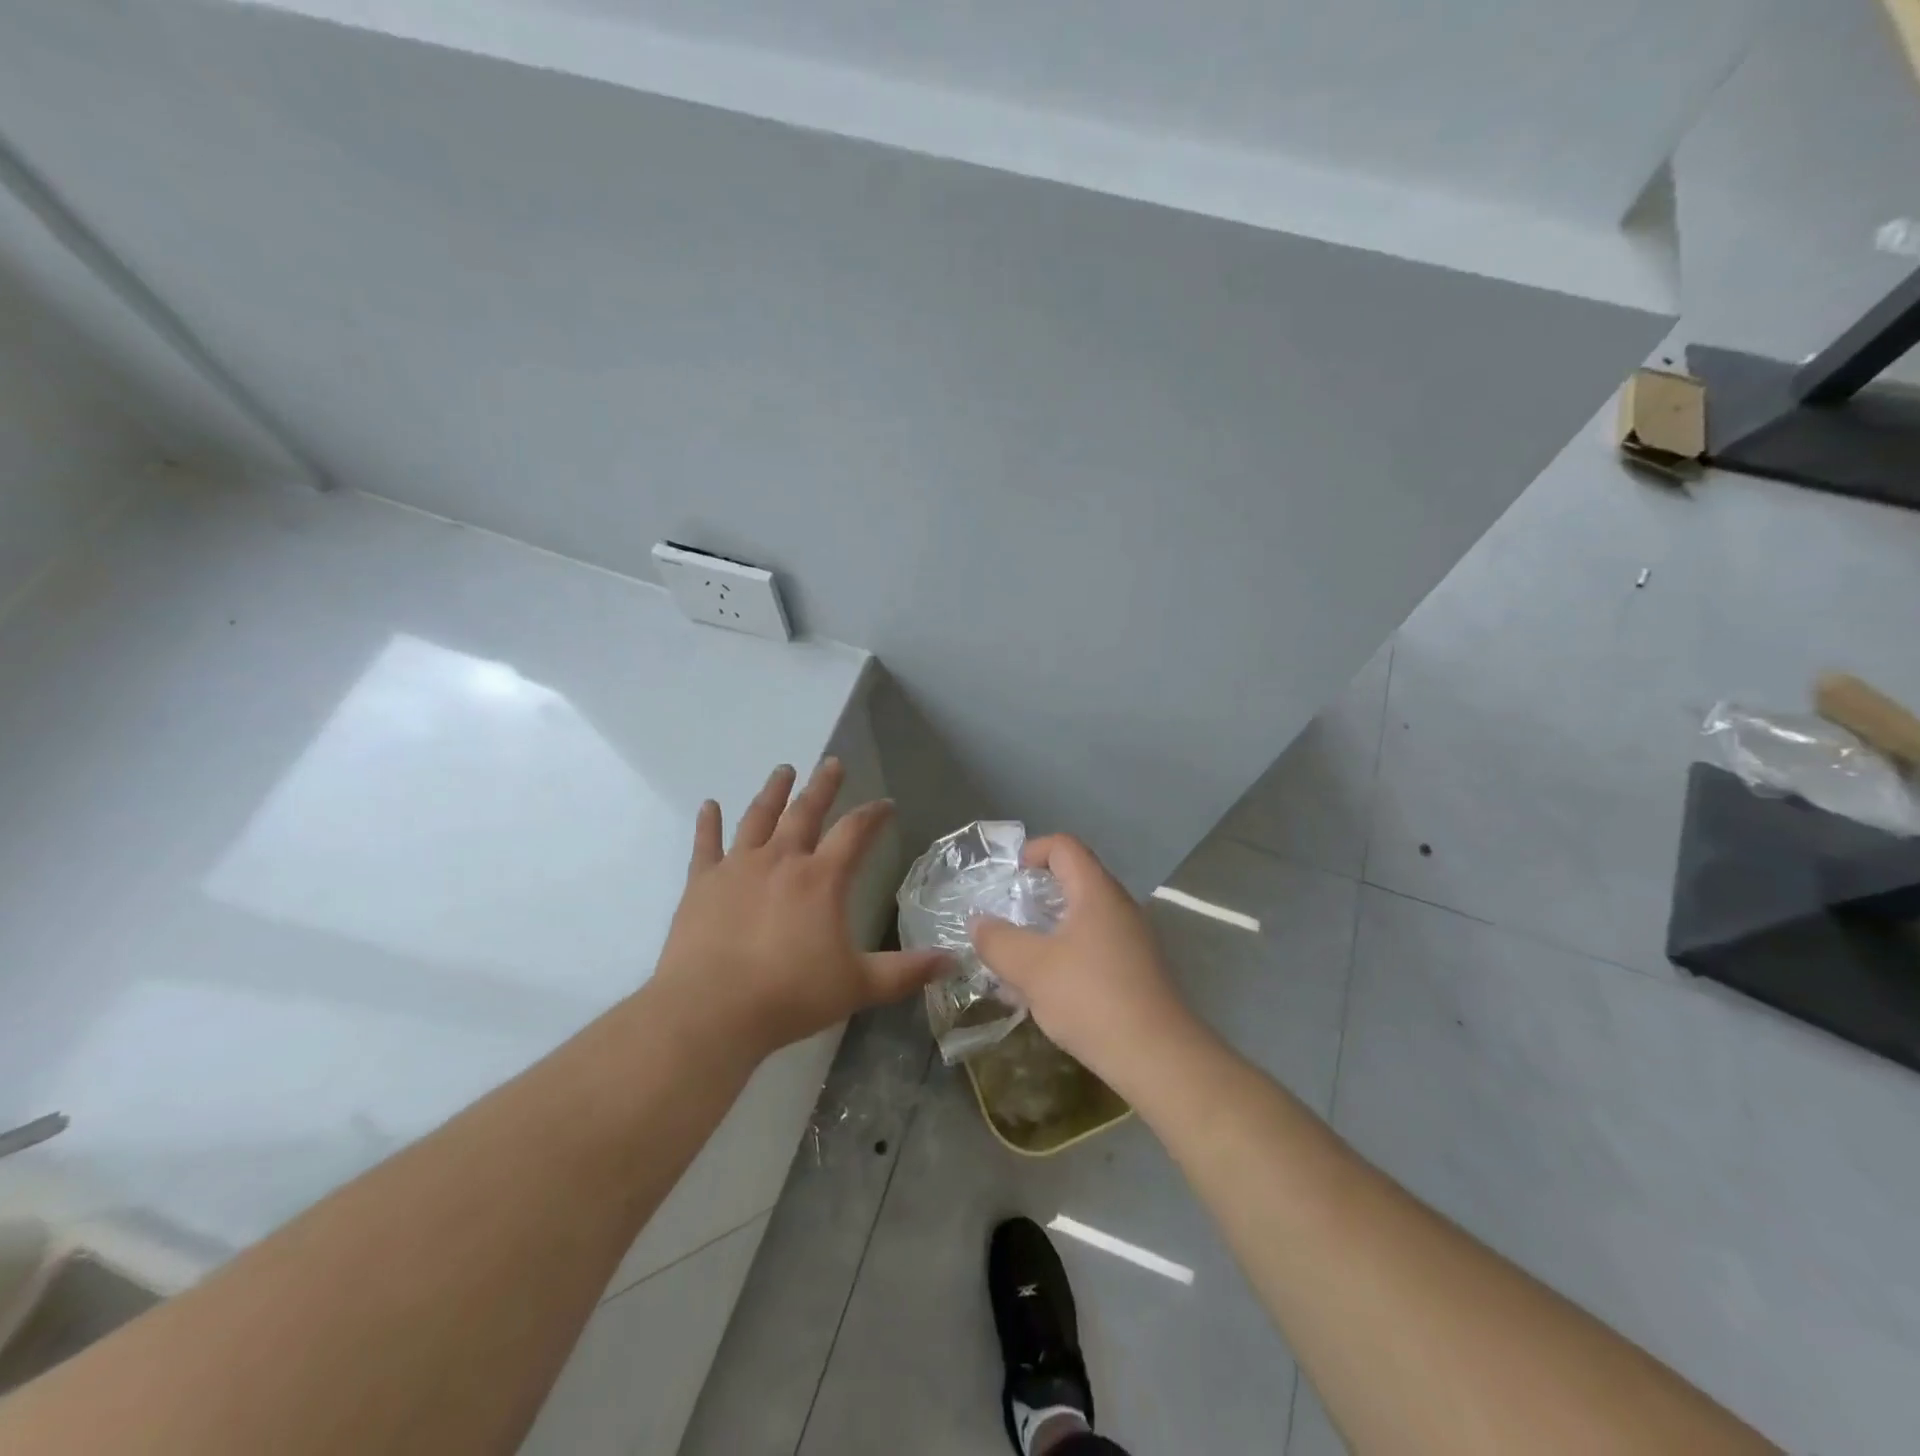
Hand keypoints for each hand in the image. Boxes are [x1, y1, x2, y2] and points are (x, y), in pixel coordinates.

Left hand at [651, 759, 949, 1062]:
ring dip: (773, 792)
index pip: (855, 832)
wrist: (712, 1010)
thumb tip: (953, 961)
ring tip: (783, 771)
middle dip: (823, 786)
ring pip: (758, 817)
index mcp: (821, 878)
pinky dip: (708, 823)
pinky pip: (706, 844)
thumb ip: (906, 971)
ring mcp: (738, 867)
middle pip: (805, 811)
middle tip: (832, 763)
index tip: (886, 804)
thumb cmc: (791, 995)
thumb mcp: (859, 985)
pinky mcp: (702, 883)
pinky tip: (709, 805)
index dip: (874, 815)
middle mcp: (781, 860)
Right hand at [968, 834, 1194, 1085]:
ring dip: (1049, 930)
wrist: (1157, 1056)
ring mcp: (1132, 939)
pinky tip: (1047, 990)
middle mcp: (1119, 907)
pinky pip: (1094, 946)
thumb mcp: (1031, 968)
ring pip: (1083, 918)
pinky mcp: (1137, 970)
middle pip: (1075, 880)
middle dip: (1037, 894)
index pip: (1065, 846)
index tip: (1009, 877)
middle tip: (1009, 917)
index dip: (1034, 850)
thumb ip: (998, 940)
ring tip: (1020, 959)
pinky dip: (1066, 954)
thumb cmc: (1090, 998)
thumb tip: (978, 922)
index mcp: (1096, 892)